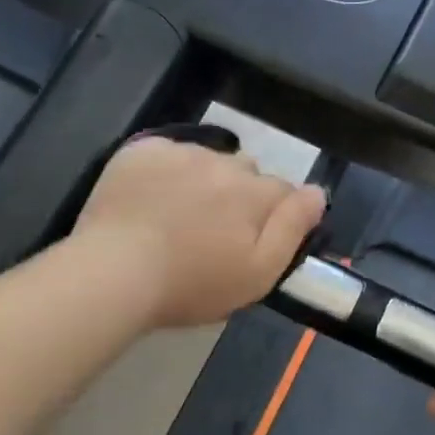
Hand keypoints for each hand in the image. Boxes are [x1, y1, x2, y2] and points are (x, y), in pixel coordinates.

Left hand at [74, 136, 326, 328]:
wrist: (115, 272)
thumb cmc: (192, 284)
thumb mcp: (259, 273)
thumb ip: (293, 228)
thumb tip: (319, 192)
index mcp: (254, 193)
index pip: (283, 192)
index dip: (273, 217)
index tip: (251, 242)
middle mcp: (223, 162)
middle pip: (245, 172)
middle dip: (238, 196)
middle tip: (212, 233)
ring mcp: (180, 152)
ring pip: (207, 159)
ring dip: (203, 180)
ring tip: (177, 217)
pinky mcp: (142, 150)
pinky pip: (168, 152)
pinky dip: (167, 169)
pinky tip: (151, 198)